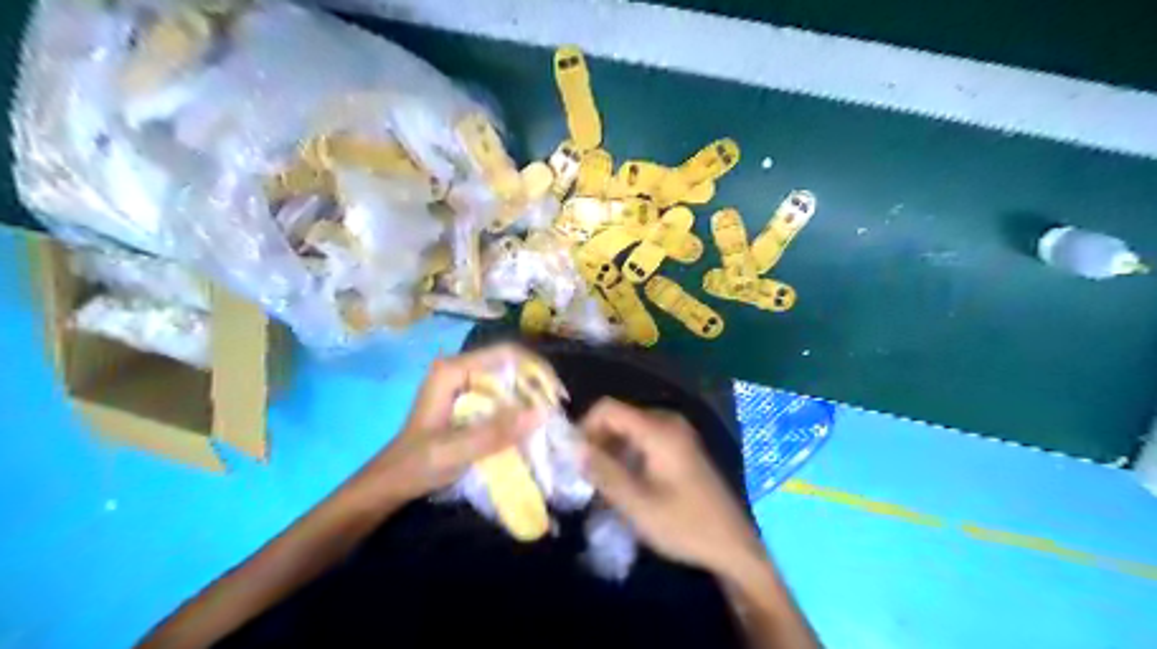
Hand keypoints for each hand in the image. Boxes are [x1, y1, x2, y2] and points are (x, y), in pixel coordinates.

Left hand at [365, 341, 554, 504]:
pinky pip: (501, 393)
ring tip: (548, 417)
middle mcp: (459, 368)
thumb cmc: (418, 465)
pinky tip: (529, 423)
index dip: (536, 370)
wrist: (392, 482)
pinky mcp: (468, 398)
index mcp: (452, 371)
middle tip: (557, 409)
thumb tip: (542, 412)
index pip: (506, 354)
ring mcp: (463, 383)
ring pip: (508, 378)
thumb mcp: (456, 450)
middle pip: (510, 363)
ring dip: (530, 395)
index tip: (556, 396)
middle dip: (537, 383)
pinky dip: (519, 406)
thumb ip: (496, 432)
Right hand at [584, 398, 764, 574]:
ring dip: (610, 449)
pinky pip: (643, 438)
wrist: (732, 544)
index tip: (573, 457)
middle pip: (618, 416)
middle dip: (596, 440)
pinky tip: (624, 480)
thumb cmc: (684, 524)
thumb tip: (571, 446)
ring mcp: (677, 433)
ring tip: (600, 481)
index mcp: (658, 429)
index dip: (584, 427)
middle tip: (584, 474)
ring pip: (629, 428)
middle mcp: (668, 421)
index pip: (607, 408)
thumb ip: (602, 471)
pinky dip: (627, 453)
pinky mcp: (681, 446)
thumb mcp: (637, 503)